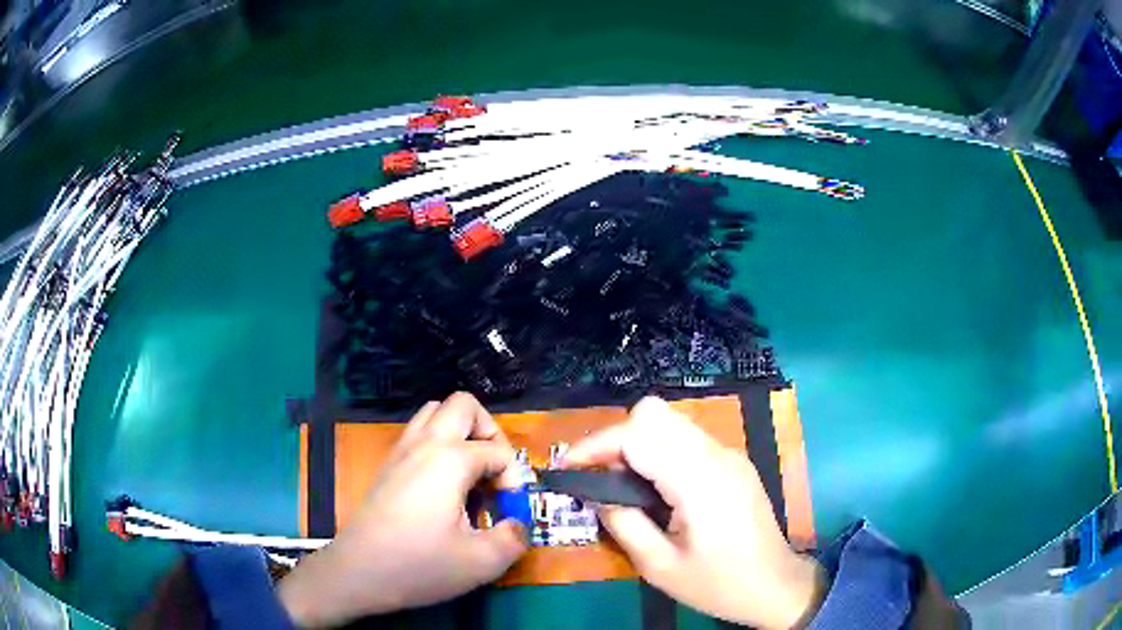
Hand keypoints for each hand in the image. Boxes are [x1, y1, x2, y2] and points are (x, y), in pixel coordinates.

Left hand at [278, 393, 528, 626]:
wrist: (358, 571)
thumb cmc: (420, 565)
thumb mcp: (481, 562)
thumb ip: (514, 538)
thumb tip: (519, 525)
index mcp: (450, 459)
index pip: (499, 451)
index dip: (513, 481)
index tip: (507, 513)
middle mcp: (424, 443)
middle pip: (464, 405)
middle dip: (489, 431)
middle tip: (494, 471)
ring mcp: (400, 450)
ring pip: (435, 413)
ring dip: (460, 433)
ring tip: (470, 473)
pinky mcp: (387, 465)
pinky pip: (417, 433)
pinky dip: (438, 445)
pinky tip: (442, 486)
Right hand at [563, 397, 825, 628]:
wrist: (776, 585)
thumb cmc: (718, 584)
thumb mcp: (660, 566)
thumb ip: (623, 523)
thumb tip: (594, 493)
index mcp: (699, 481)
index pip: (638, 435)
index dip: (595, 445)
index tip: (567, 468)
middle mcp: (716, 455)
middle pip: (655, 414)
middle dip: (616, 438)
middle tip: (599, 477)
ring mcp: (729, 454)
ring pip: (671, 421)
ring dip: (637, 442)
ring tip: (622, 485)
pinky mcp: (734, 461)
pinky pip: (687, 439)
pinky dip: (659, 450)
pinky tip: (655, 487)